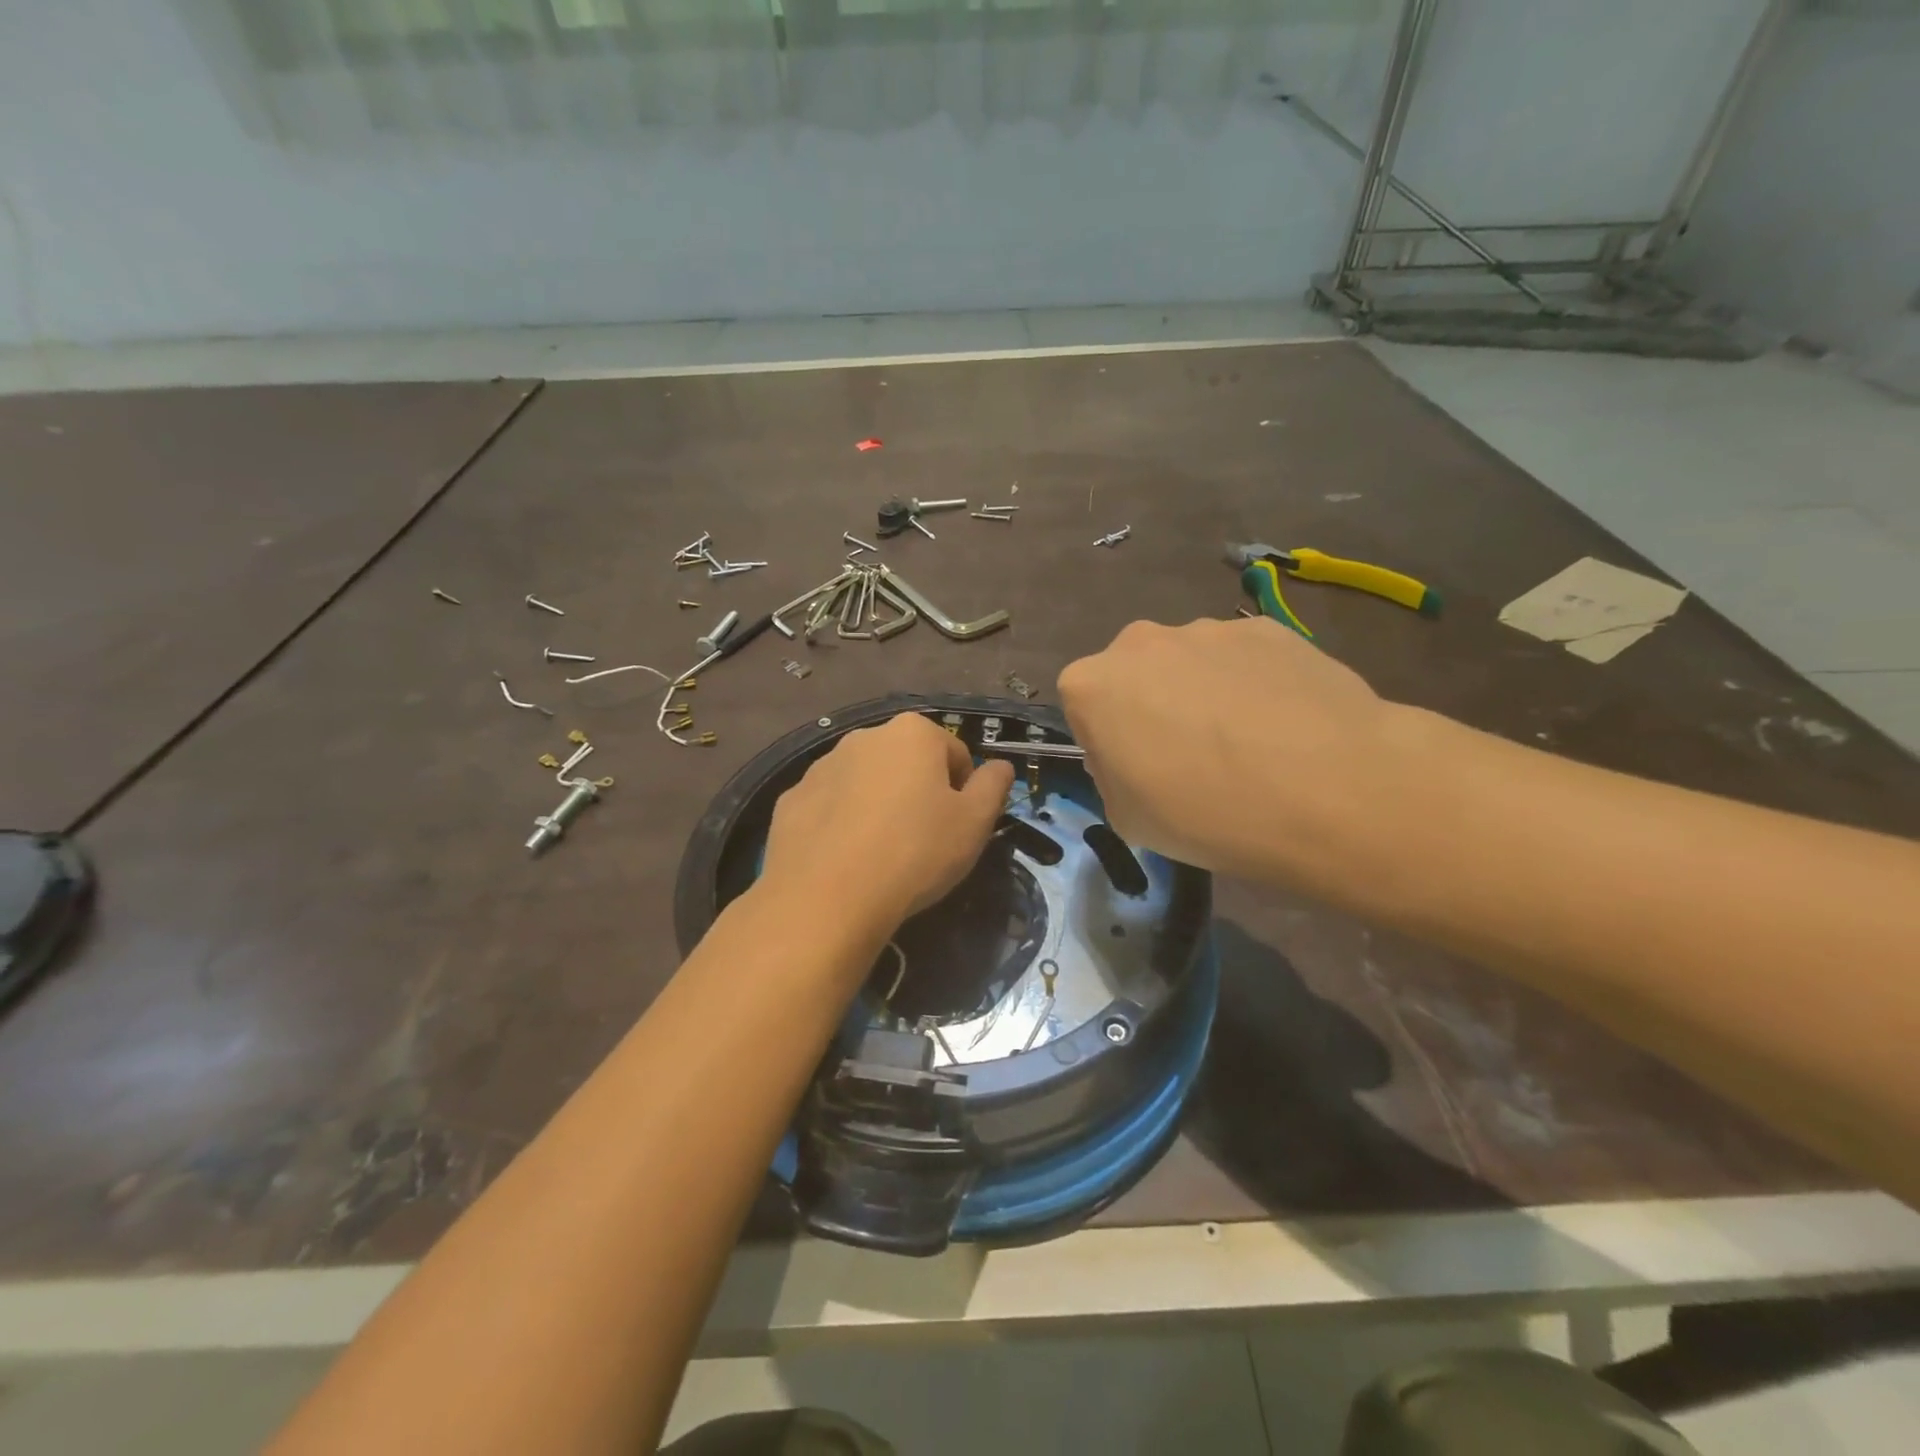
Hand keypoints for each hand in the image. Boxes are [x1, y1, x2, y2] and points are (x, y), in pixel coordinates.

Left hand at [761, 712, 1015, 932]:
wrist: (827, 897)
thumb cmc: (915, 852)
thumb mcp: (974, 823)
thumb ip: (994, 786)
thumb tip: (1001, 766)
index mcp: (912, 733)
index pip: (955, 754)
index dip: (963, 792)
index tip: (956, 828)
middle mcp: (864, 737)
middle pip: (907, 763)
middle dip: (917, 793)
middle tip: (922, 841)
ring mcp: (821, 766)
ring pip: (865, 783)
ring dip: (878, 805)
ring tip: (881, 854)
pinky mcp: (791, 798)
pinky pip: (830, 806)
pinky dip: (841, 823)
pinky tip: (845, 860)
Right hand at [1057, 617, 1395, 877]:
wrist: (1326, 789)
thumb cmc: (1206, 813)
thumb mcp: (1126, 819)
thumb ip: (1111, 773)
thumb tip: (1134, 753)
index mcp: (1092, 685)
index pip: (1083, 706)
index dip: (1108, 740)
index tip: (1139, 771)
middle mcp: (1140, 642)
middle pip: (1134, 674)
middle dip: (1151, 704)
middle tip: (1191, 754)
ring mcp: (1207, 629)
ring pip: (1189, 662)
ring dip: (1202, 692)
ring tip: (1250, 742)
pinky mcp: (1266, 628)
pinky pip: (1242, 659)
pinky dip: (1251, 683)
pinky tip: (1284, 725)